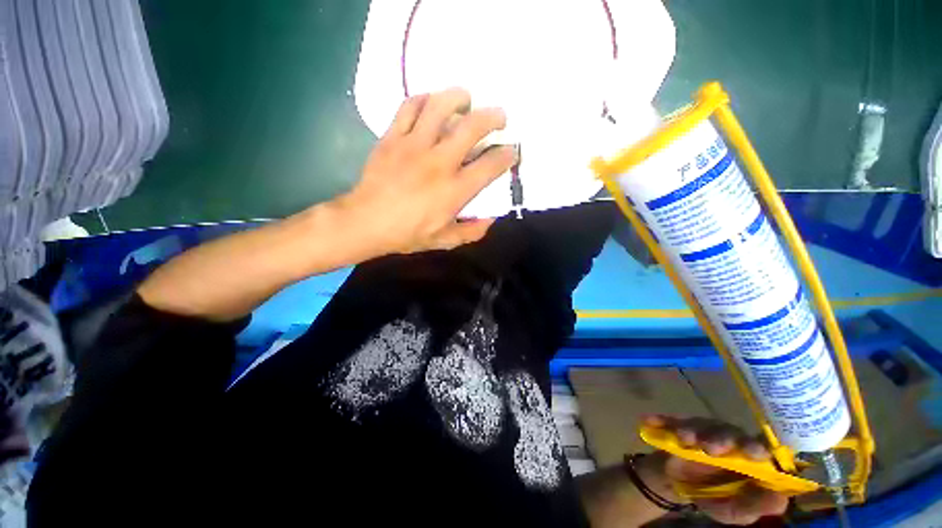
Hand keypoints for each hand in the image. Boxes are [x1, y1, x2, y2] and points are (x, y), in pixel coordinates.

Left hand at [337, 88, 517, 255]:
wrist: (366, 222)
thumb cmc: (407, 234)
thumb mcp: (445, 240)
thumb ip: (472, 231)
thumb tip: (491, 219)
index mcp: (455, 190)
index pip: (490, 165)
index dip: (507, 156)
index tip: (511, 152)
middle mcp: (439, 162)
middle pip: (472, 127)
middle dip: (493, 117)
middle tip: (499, 118)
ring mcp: (414, 146)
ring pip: (440, 106)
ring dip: (459, 97)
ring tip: (466, 99)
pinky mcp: (392, 137)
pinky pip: (409, 107)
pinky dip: (424, 99)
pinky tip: (431, 103)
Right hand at [639, 415, 788, 524]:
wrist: (675, 484)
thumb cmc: (712, 496)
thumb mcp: (734, 510)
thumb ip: (756, 506)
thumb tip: (781, 498)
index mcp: (748, 458)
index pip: (760, 447)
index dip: (759, 447)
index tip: (756, 453)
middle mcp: (728, 439)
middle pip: (730, 431)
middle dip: (723, 437)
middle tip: (711, 448)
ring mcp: (701, 430)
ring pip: (701, 424)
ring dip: (693, 430)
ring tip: (683, 440)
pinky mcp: (678, 425)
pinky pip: (671, 419)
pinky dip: (663, 420)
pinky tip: (649, 421)